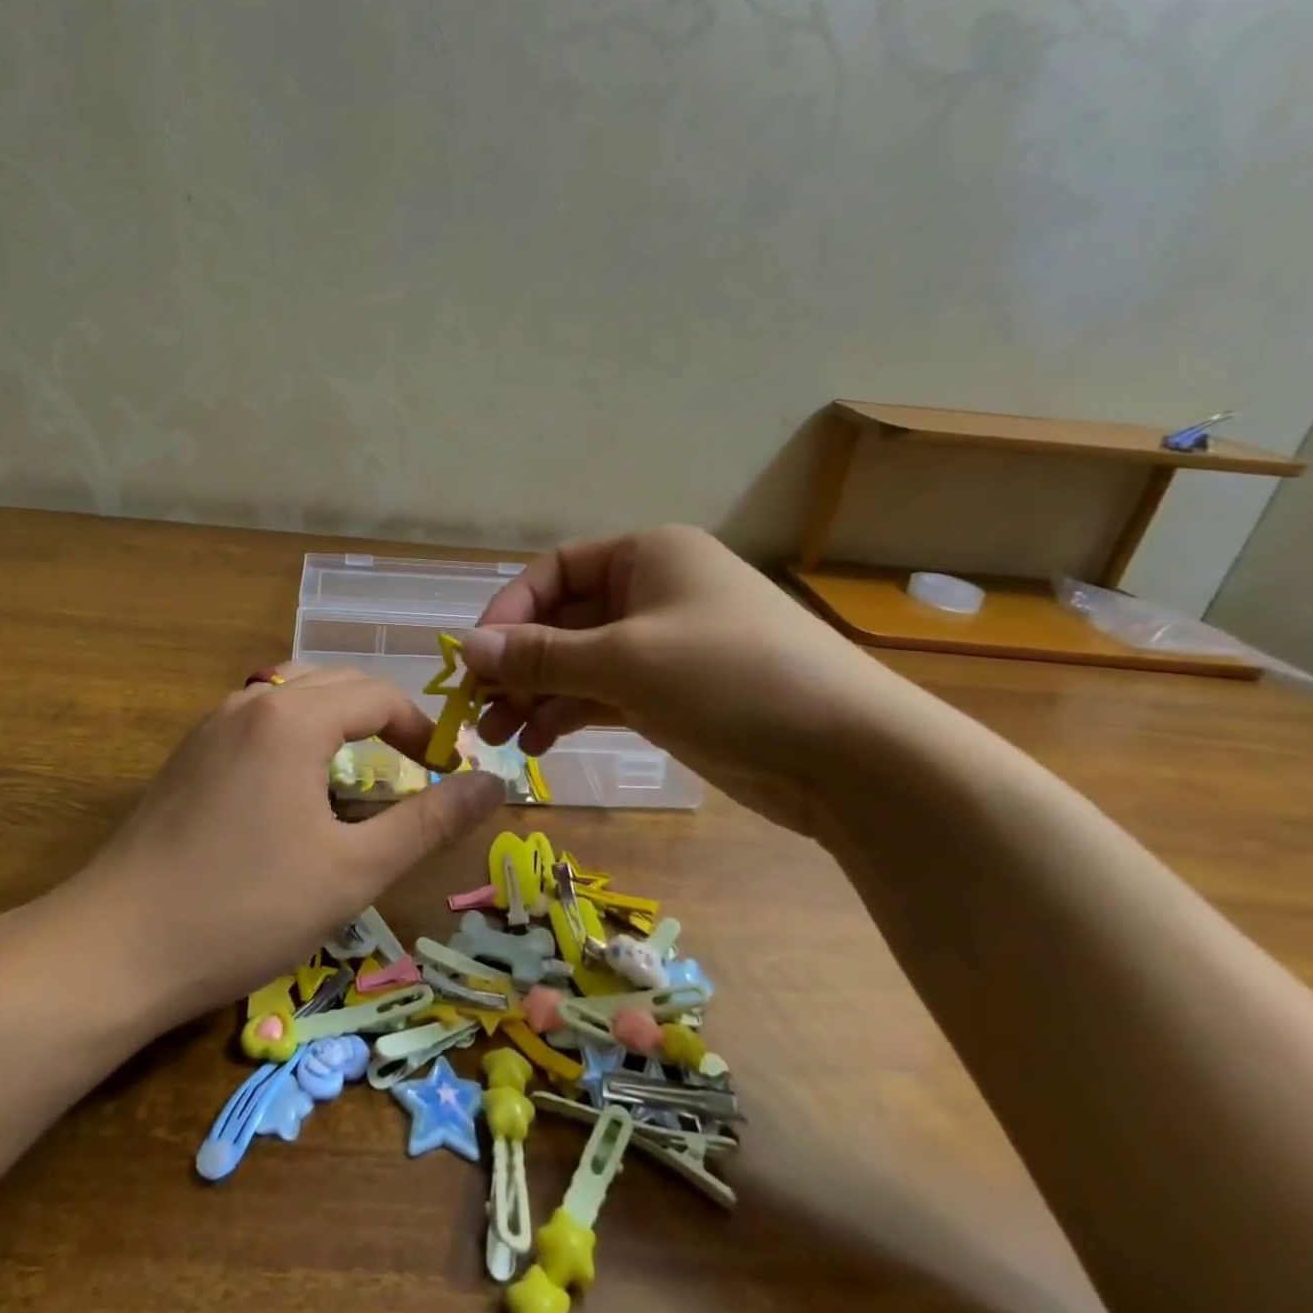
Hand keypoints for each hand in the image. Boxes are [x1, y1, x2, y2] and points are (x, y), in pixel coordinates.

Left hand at [56, 664, 504, 1027]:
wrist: (114, 948)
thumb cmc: (245, 908)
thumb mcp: (353, 870)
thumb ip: (429, 821)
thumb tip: (494, 784)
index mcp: (294, 716)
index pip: (379, 695)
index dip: (421, 729)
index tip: (444, 773)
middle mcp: (252, 701)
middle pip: (336, 684)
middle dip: (382, 719)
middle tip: (409, 772)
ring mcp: (211, 724)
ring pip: (293, 695)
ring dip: (337, 721)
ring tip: (358, 772)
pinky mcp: (188, 753)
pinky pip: (259, 718)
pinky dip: (296, 733)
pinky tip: (295, 787)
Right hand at [460, 526, 909, 826]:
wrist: (848, 756)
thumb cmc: (731, 679)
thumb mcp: (625, 661)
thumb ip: (540, 655)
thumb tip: (464, 649)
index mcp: (648, 555)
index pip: (555, 570)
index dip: (509, 610)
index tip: (474, 658)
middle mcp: (652, 592)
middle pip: (563, 620)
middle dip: (518, 664)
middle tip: (477, 710)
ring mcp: (662, 645)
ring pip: (578, 662)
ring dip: (536, 695)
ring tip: (497, 737)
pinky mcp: (670, 693)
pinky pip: (602, 693)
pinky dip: (569, 713)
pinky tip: (538, 742)